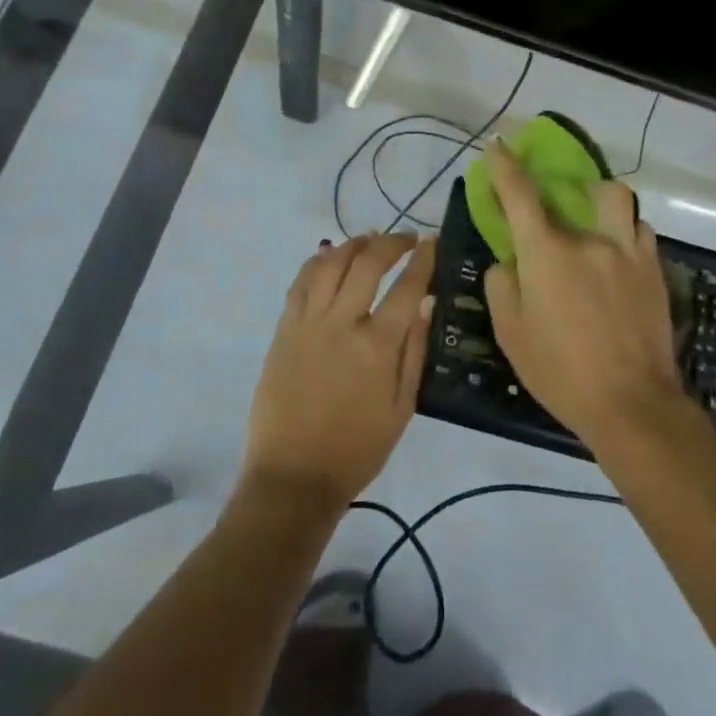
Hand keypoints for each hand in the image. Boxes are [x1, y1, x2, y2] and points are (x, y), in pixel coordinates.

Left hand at [240, 233, 436, 512]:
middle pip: (367, 264)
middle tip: (407, 238)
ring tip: (370, 239)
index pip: (406, 287)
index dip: (423, 259)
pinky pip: (300, 283)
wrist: (294, 477)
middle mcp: (341, 324)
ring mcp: (307, 323)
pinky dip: (317, 262)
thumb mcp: (401, 408)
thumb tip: (426, 305)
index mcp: (377, 346)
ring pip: (330, 264)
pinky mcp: (283, 330)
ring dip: (353, 244)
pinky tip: (330, 256)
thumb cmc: (357, 449)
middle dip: (391, 242)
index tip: (432, 242)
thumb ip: (414, 352)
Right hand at [481, 141, 682, 447]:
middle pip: (573, 191)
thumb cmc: (559, 371)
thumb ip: (501, 285)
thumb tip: (508, 261)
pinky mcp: (653, 270)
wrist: (631, 403)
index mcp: (547, 253)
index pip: (520, 195)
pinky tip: (617, 254)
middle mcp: (589, 240)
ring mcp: (628, 251)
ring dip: (599, 201)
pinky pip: (639, 231)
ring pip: (617, 200)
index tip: (497, 146)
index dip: (505, 166)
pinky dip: (624, 230)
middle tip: (551, 203)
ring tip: (592, 223)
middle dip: (556, 188)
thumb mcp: (510, 332)